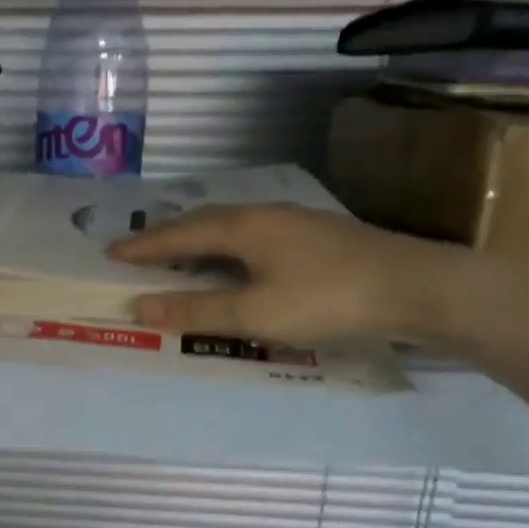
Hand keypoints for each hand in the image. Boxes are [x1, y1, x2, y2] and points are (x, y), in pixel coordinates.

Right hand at [108, 203, 475, 345]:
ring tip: (180, 255)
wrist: (417, 287)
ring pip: (232, 226)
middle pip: (204, 220)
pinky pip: (253, 235)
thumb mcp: (256, 312)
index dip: (144, 245)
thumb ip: (198, 311)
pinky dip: (227, 247)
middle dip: (168, 236)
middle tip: (140, 252)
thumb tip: (142, 307)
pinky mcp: (317, 235)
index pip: (180, 233)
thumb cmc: (328, 298)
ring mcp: (295, 221)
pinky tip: (238, 262)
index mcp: (244, 227)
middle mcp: (265, 215)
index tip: (111, 252)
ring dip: (199, 239)